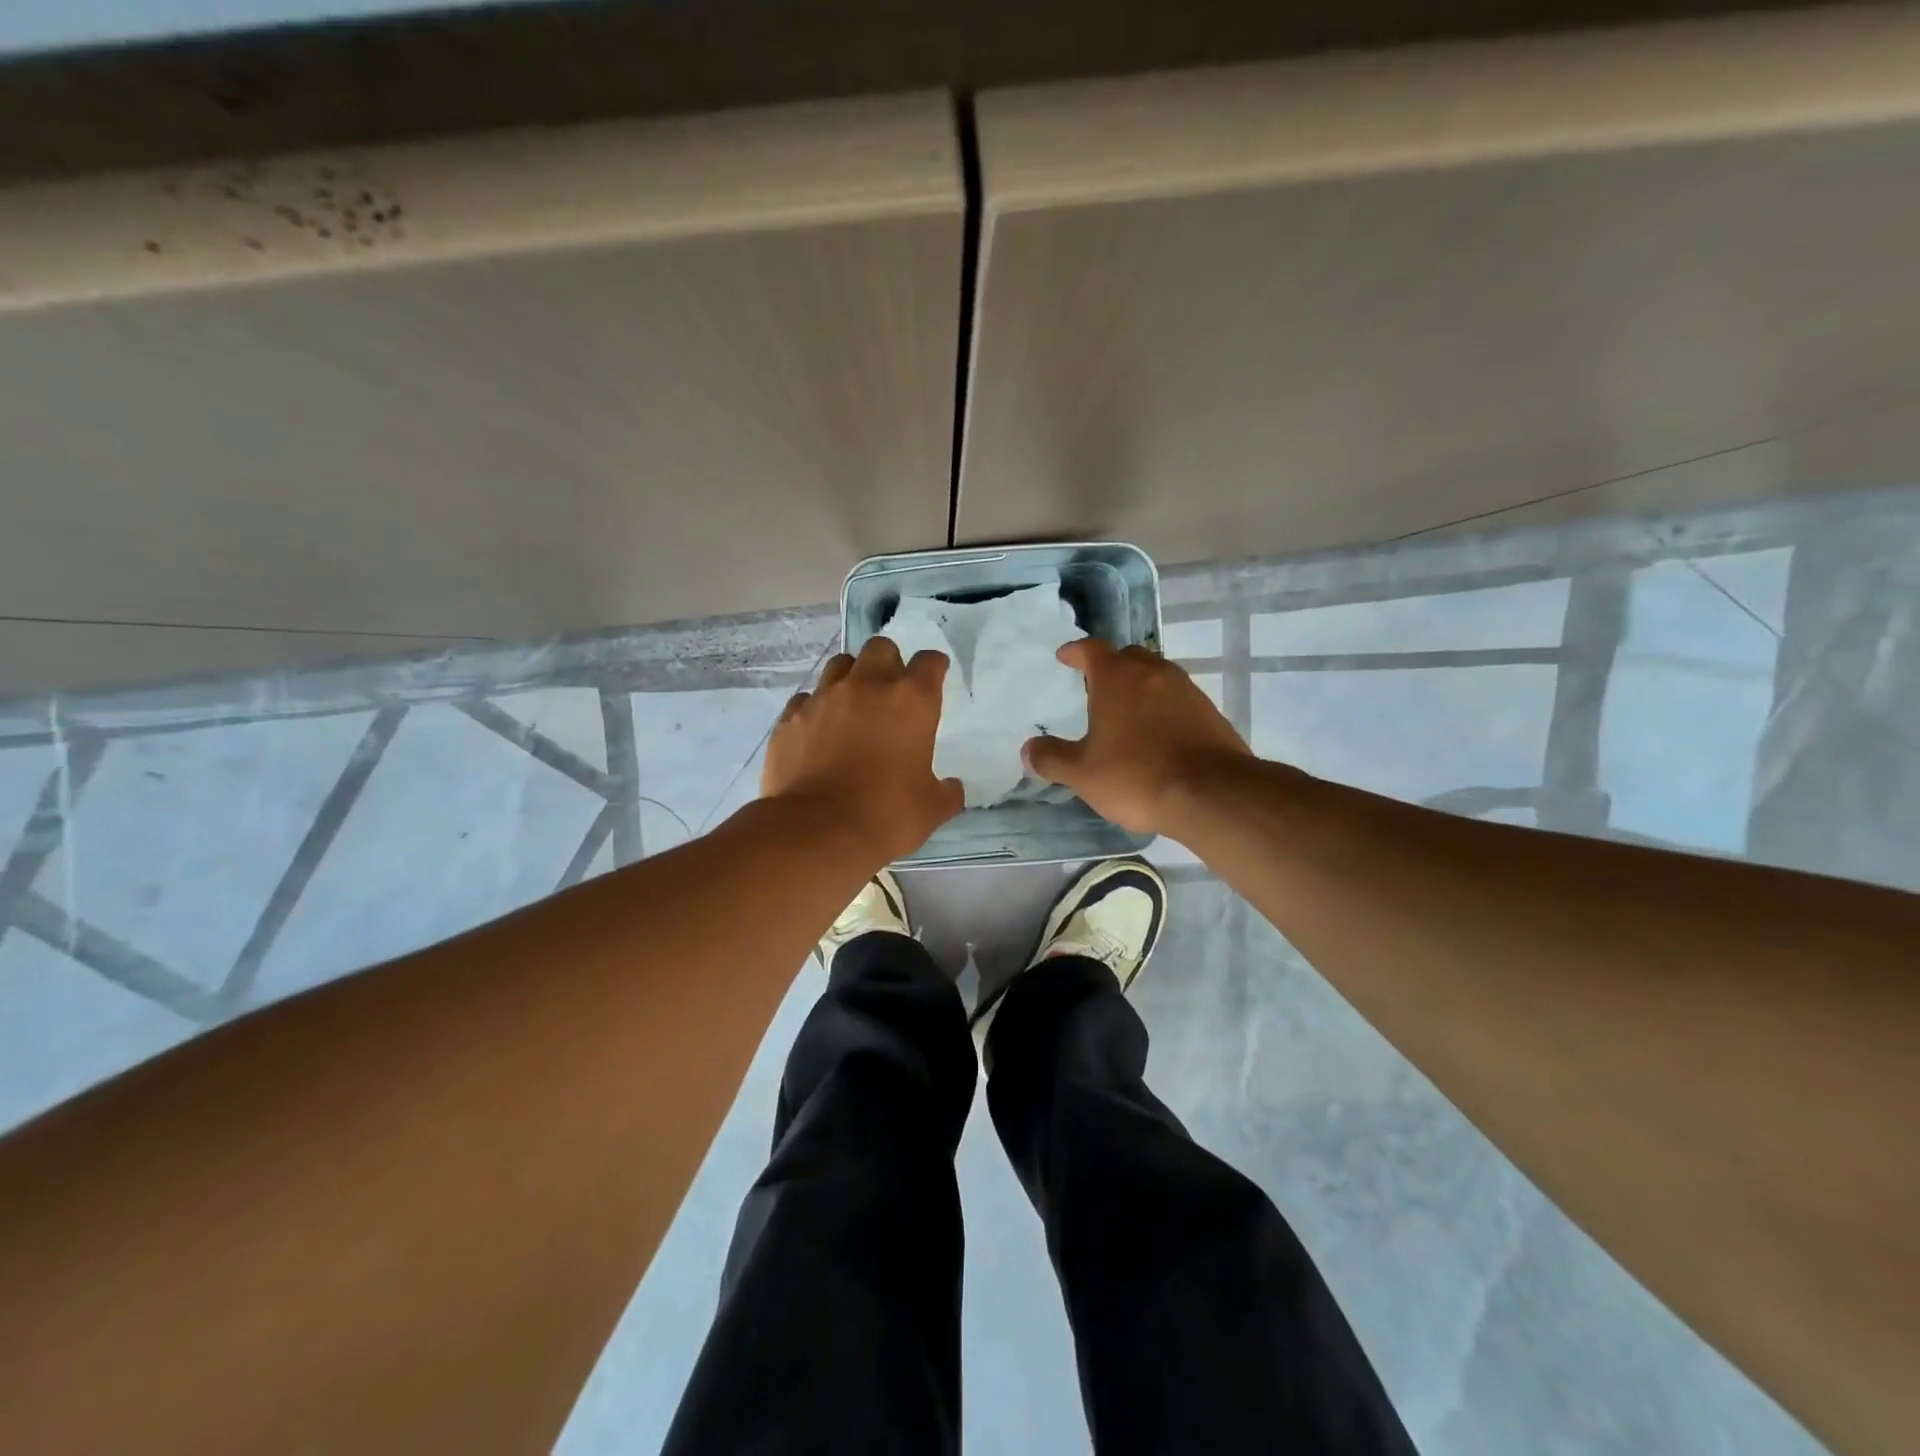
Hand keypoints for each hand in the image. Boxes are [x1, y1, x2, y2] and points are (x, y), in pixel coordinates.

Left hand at [762, 637, 963, 861]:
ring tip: (852, 706)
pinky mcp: (790, 717)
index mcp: (911, 700)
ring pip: (839, 665)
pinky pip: (806, 698)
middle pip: (880, 648)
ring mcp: (824, 698)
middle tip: (890, 692)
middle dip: (889, 663)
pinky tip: (818, 732)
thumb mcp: (931, 809)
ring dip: (851, 678)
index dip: (934, 668)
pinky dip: (816, 708)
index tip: (934, 678)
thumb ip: (946, 792)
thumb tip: (952, 788)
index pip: (930, 662)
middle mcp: (867, 686)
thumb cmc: (887, 815)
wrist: (817, 831)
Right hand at [1024, 639, 1252, 834]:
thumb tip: (1029, 749)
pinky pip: (1178, 699)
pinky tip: (1157, 734)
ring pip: (1156, 676)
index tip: (1065, 657)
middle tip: (1095, 688)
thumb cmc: (1136, 775)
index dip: (1075, 652)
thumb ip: (1052, 758)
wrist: (1211, 794)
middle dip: (1110, 667)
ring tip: (1125, 712)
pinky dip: (1162, 708)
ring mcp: (1186, 691)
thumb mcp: (1082, 773)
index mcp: (1117, 678)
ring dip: (1138, 687)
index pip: (1091, 649)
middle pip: (1128, 657)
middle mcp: (1153, 673)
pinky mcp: (1210, 713)